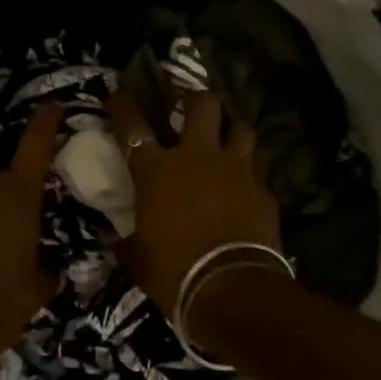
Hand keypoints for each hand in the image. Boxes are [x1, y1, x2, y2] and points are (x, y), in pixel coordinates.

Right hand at [110, 88, 279, 313]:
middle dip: (195, 100)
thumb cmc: (174, 272)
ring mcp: (236, 169)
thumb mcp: (140, 258)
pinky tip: (245, 191)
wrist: (232, 289)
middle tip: (190, 107)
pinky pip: (255, 172)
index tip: (119, 90)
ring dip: (231, 130)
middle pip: (202, 104)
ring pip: (240, 128)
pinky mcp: (263, 190)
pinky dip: (247, 178)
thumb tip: (117, 242)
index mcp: (156, 171)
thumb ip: (130, 242)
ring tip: (227, 139)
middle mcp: (197, 157)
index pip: (132, 126)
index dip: (123, 104)